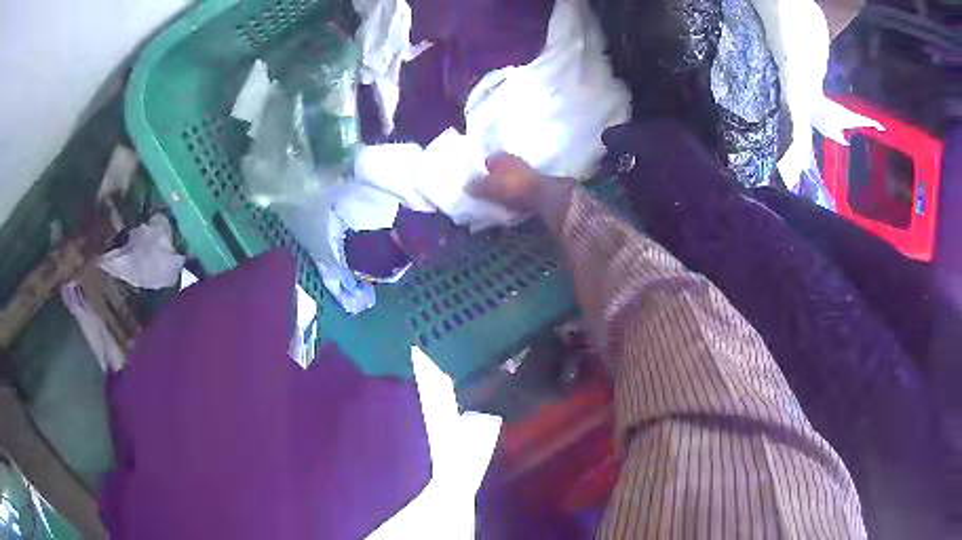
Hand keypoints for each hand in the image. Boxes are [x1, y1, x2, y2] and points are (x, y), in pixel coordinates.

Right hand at [467, 154, 544, 212]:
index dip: (478, 170)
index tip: (472, 181)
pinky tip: (508, 202)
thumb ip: (477, 186)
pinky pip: (518, 188)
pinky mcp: (535, 184)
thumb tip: (466, 186)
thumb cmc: (512, 187)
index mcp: (501, 157)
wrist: (543, 197)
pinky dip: (513, 194)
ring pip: (509, 179)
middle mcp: (514, 160)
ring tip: (494, 199)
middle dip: (492, 179)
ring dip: (503, 187)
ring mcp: (526, 172)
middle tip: (482, 191)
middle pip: (498, 170)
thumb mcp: (489, 188)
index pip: (485, 161)